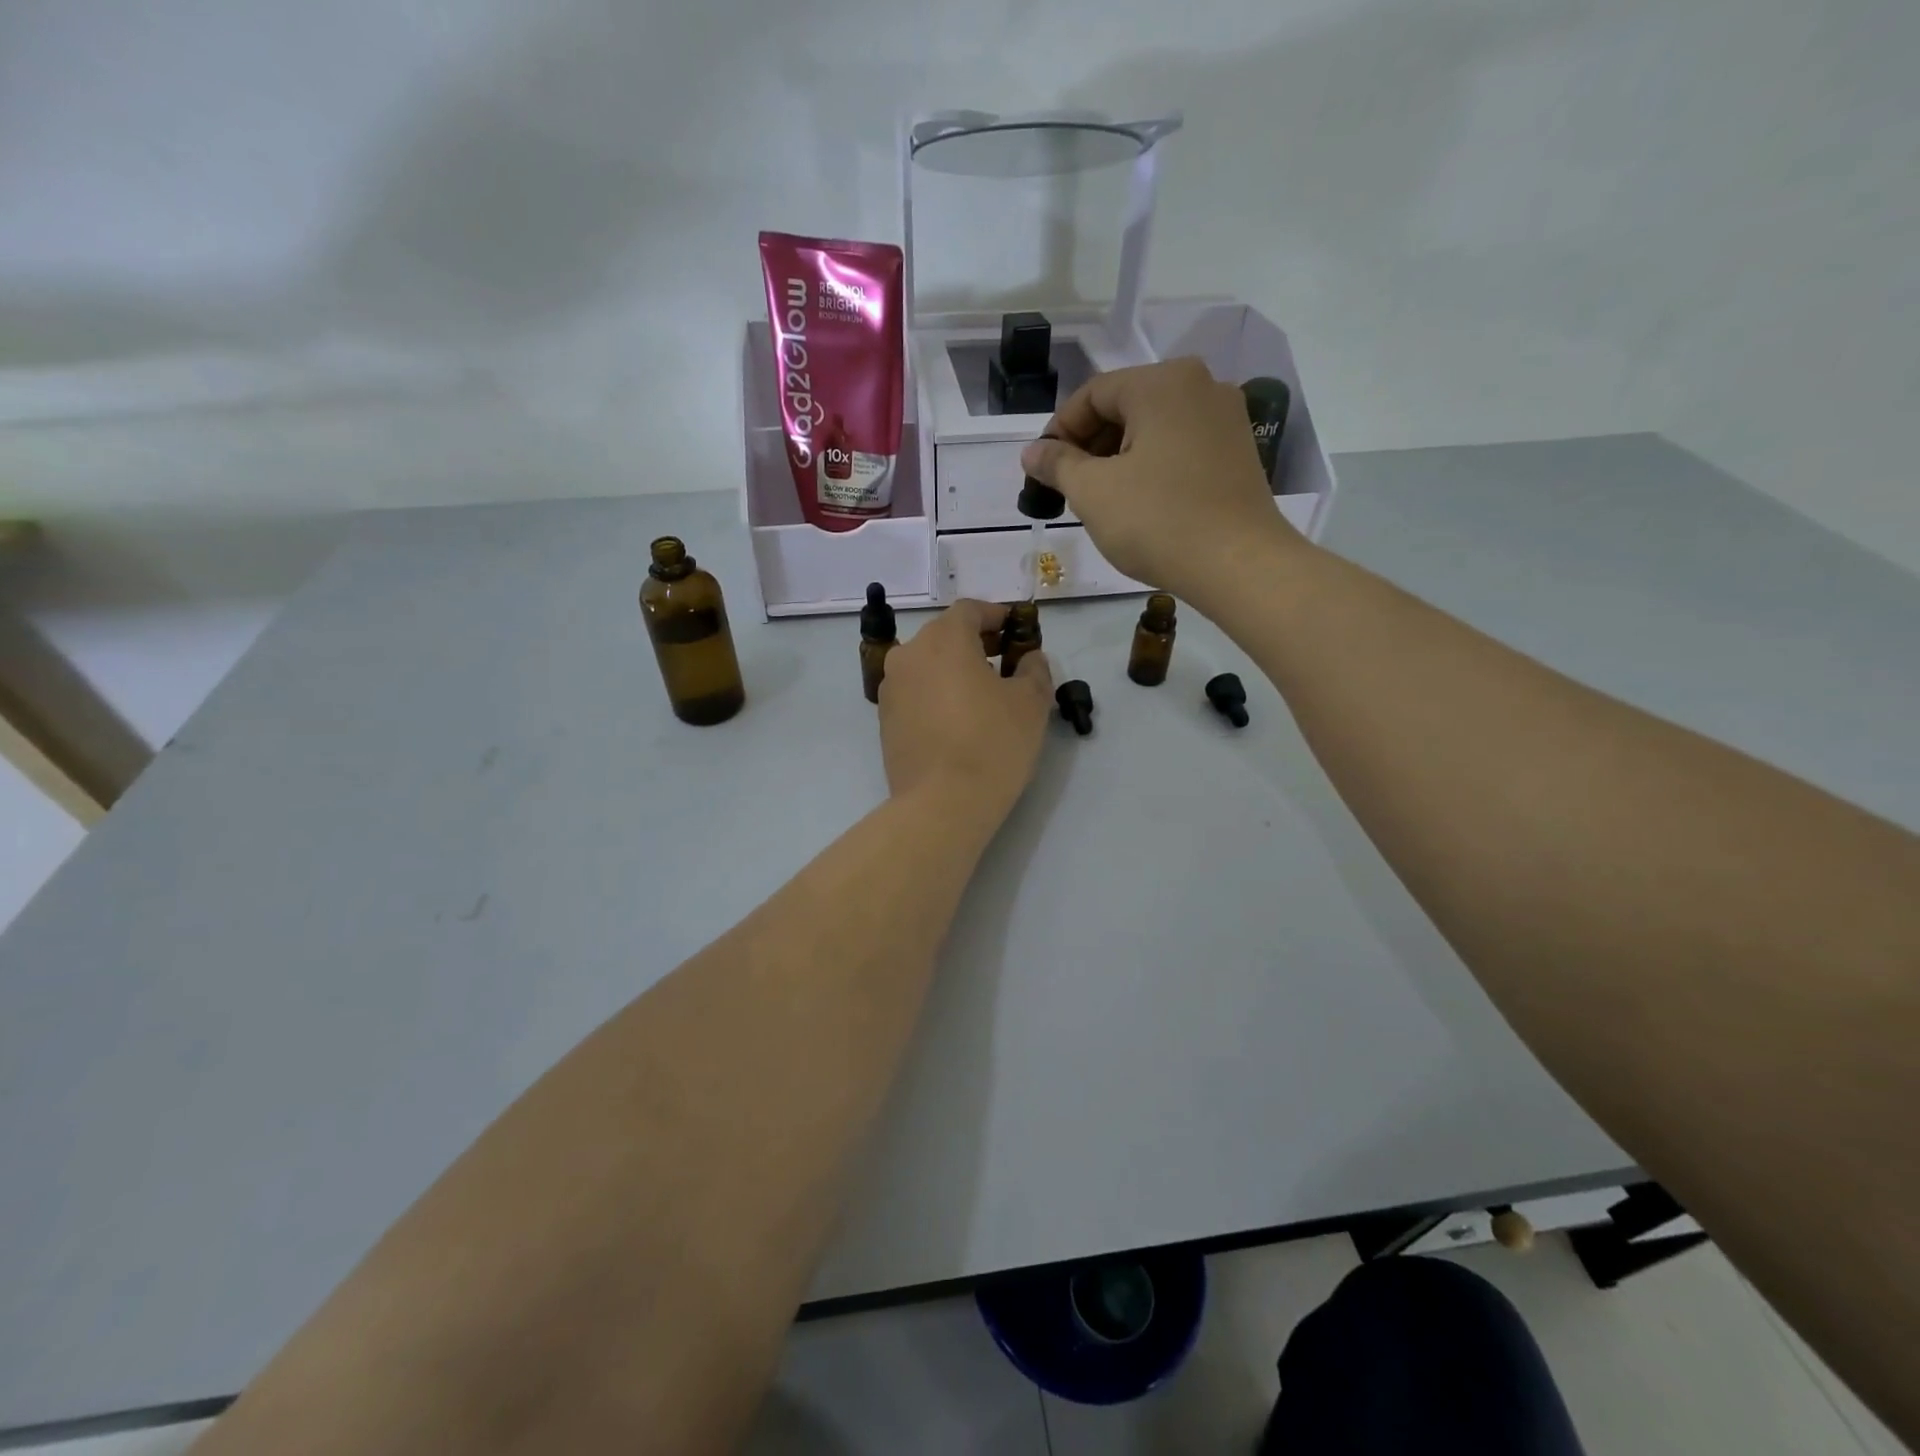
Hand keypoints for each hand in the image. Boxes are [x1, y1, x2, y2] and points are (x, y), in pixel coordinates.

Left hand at [879, 599, 1052, 826]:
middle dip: (976, 643)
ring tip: (983, 694)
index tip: (1017, 631)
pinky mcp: (884, 719)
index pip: (970, 610)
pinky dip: (937, 694)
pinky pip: (916, 693)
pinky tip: (958, 719)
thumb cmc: (992, 744)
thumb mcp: (1031, 703)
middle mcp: (909, 654)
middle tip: (1005, 662)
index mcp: (943, 639)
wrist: (941, 804)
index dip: (997, 616)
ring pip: (928, 665)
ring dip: (954, 669)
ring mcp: (891, 688)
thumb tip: (1030, 659)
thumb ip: (1034, 669)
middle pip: (945, 635)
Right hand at [1019, 358, 1306, 607]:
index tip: (1042, 471)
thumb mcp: (1093, 492)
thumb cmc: (1158, 521)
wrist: (1238, 564)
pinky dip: (1152, 465)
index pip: (1092, 394)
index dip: (1059, 431)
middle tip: (1069, 488)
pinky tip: (1141, 502)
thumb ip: (1057, 464)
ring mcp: (1226, 417)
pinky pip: (1181, 445)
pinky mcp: (1238, 450)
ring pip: (1154, 427)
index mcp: (1162, 382)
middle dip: (1090, 445)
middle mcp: (1200, 385)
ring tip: (1103, 499)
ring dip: (1119, 457)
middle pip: (1126, 405)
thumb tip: (1032, 452)